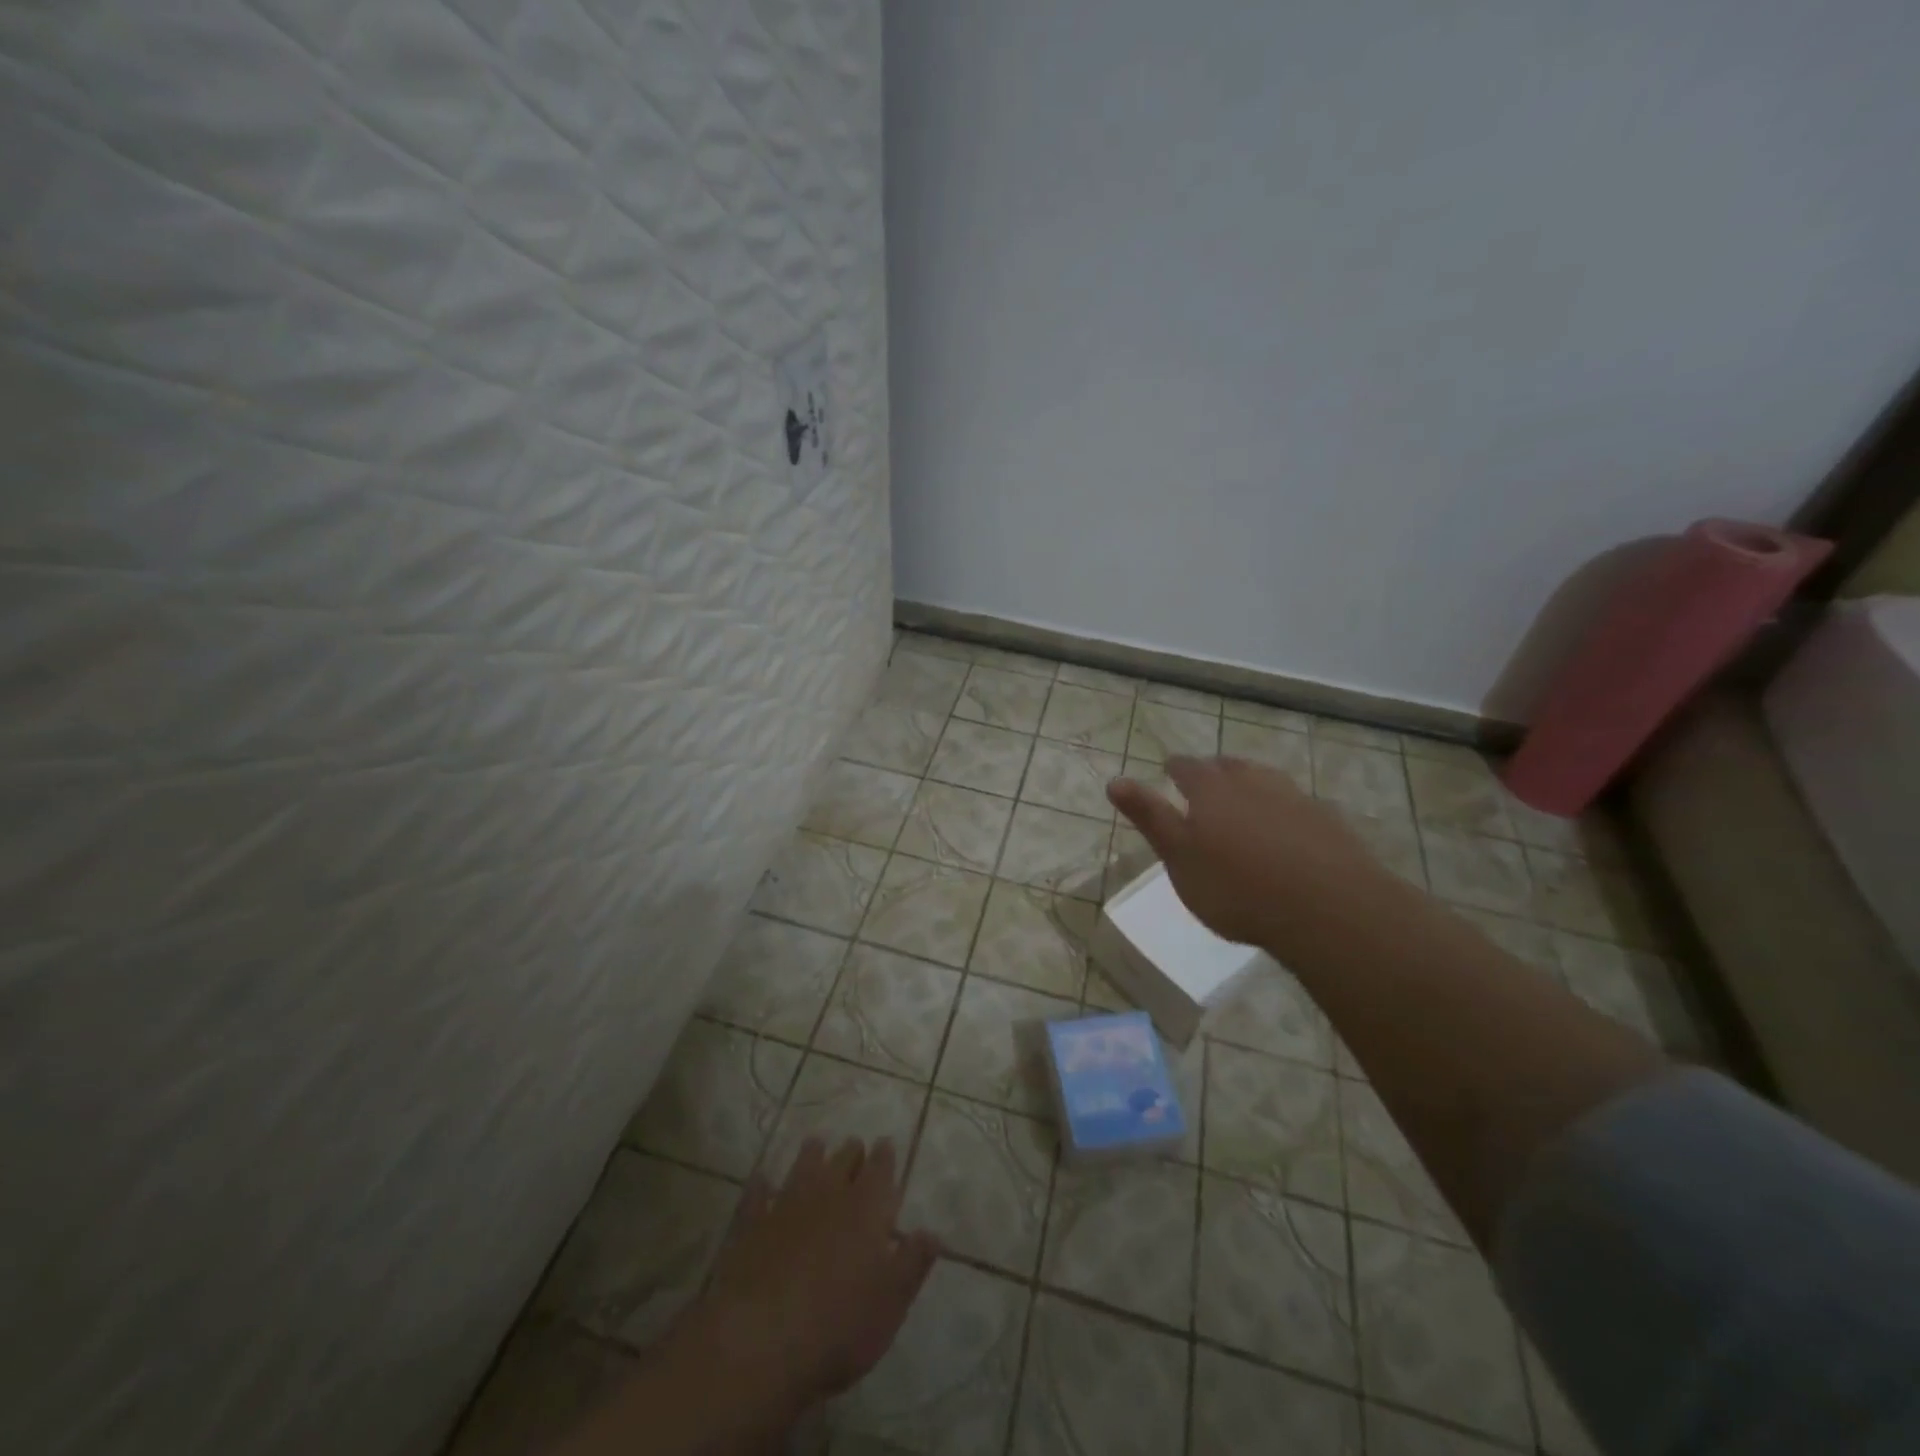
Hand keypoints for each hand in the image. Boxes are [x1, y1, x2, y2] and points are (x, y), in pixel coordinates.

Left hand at [682, 1138, 941, 1416]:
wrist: (760, 1340)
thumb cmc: (838, 1326)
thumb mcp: (891, 1303)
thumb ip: (912, 1263)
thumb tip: (932, 1232)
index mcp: (866, 1209)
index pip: (880, 1171)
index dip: (884, 1156)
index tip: (885, 1142)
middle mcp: (828, 1195)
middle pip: (842, 1162)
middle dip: (851, 1152)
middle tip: (854, 1145)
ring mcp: (786, 1206)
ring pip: (803, 1168)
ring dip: (811, 1155)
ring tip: (816, 1144)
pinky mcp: (750, 1225)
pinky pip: (757, 1195)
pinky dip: (762, 1185)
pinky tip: (762, 1179)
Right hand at [1107, 755, 1390, 953]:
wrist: (1328, 910)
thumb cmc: (1237, 887)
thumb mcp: (1179, 858)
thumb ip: (1149, 817)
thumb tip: (1114, 780)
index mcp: (1212, 788)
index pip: (1187, 767)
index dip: (1175, 768)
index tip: (1168, 772)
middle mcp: (1253, 782)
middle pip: (1229, 767)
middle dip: (1214, 772)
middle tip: (1205, 786)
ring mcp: (1295, 798)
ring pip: (1266, 781)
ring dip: (1251, 787)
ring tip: (1244, 803)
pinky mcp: (1328, 822)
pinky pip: (1297, 805)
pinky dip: (1284, 811)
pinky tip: (1286, 832)